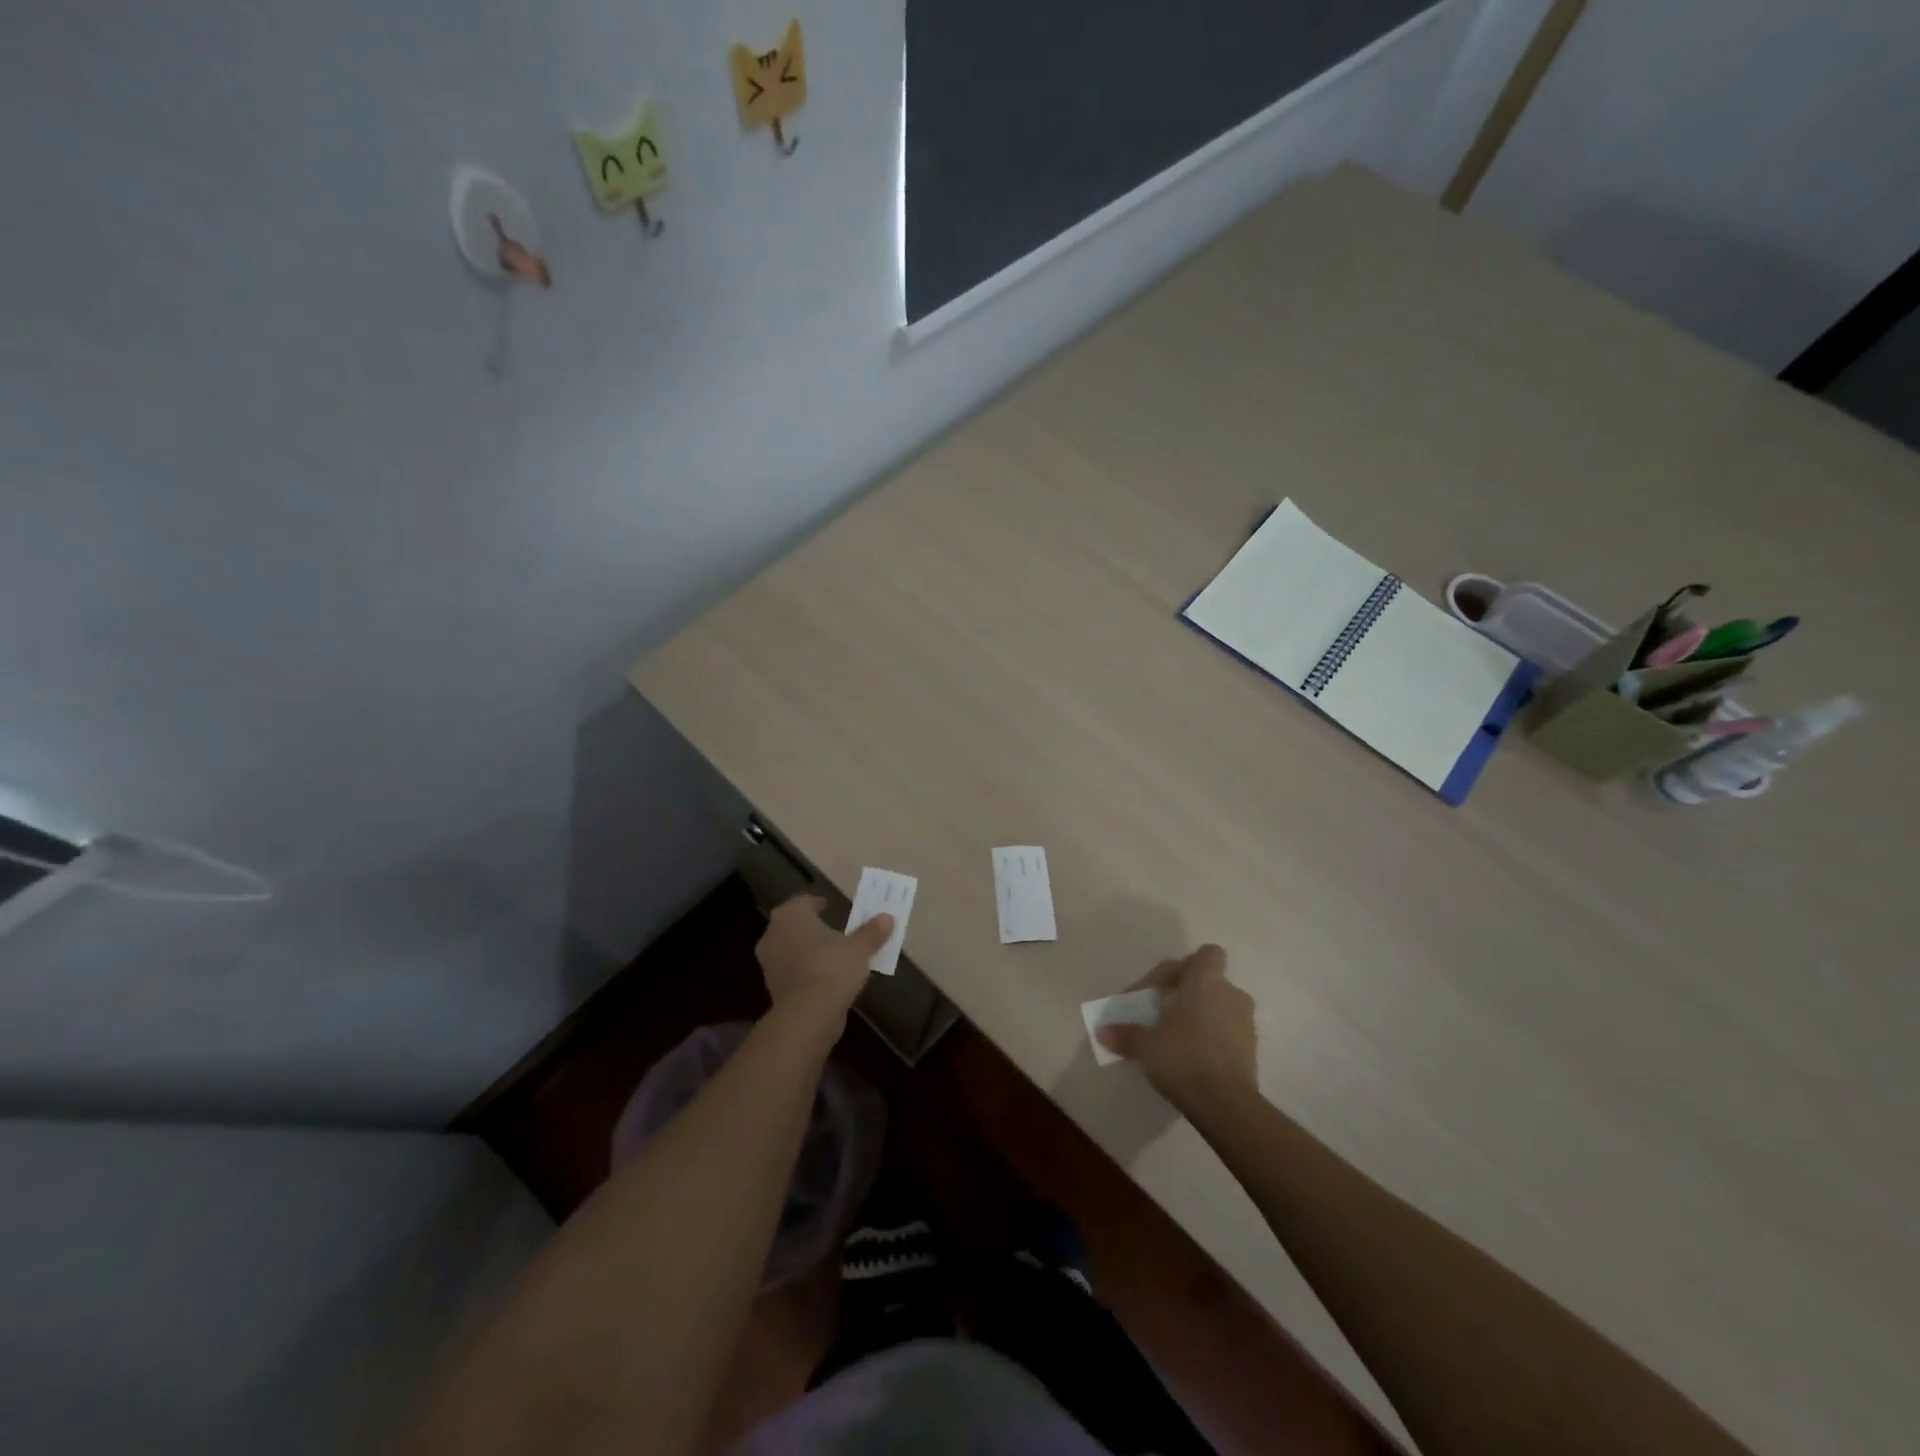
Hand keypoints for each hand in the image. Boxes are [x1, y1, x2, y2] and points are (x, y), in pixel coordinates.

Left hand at [756, 893, 892, 1023]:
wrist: (808, 1014)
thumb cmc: (832, 967)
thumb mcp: (859, 948)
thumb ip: (871, 932)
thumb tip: (887, 917)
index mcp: (791, 915)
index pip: (802, 902)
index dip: (816, 903)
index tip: (828, 906)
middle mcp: (773, 934)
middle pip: (793, 925)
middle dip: (810, 927)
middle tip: (831, 930)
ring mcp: (769, 963)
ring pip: (790, 949)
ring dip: (807, 951)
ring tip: (831, 955)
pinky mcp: (772, 988)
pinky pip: (791, 971)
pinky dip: (804, 971)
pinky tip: (823, 978)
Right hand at [1096, 944, 1256, 1110]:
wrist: (1226, 1105)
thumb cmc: (1183, 1057)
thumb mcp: (1146, 1044)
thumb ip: (1126, 1033)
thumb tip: (1102, 1031)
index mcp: (1207, 981)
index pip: (1206, 954)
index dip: (1185, 966)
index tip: (1162, 988)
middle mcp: (1232, 995)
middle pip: (1210, 983)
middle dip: (1188, 995)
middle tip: (1163, 1015)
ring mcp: (1246, 1024)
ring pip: (1220, 1009)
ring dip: (1201, 1018)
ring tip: (1176, 1039)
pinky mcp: (1252, 1052)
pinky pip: (1228, 1033)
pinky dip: (1212, 1039)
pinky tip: (1192, 1059)